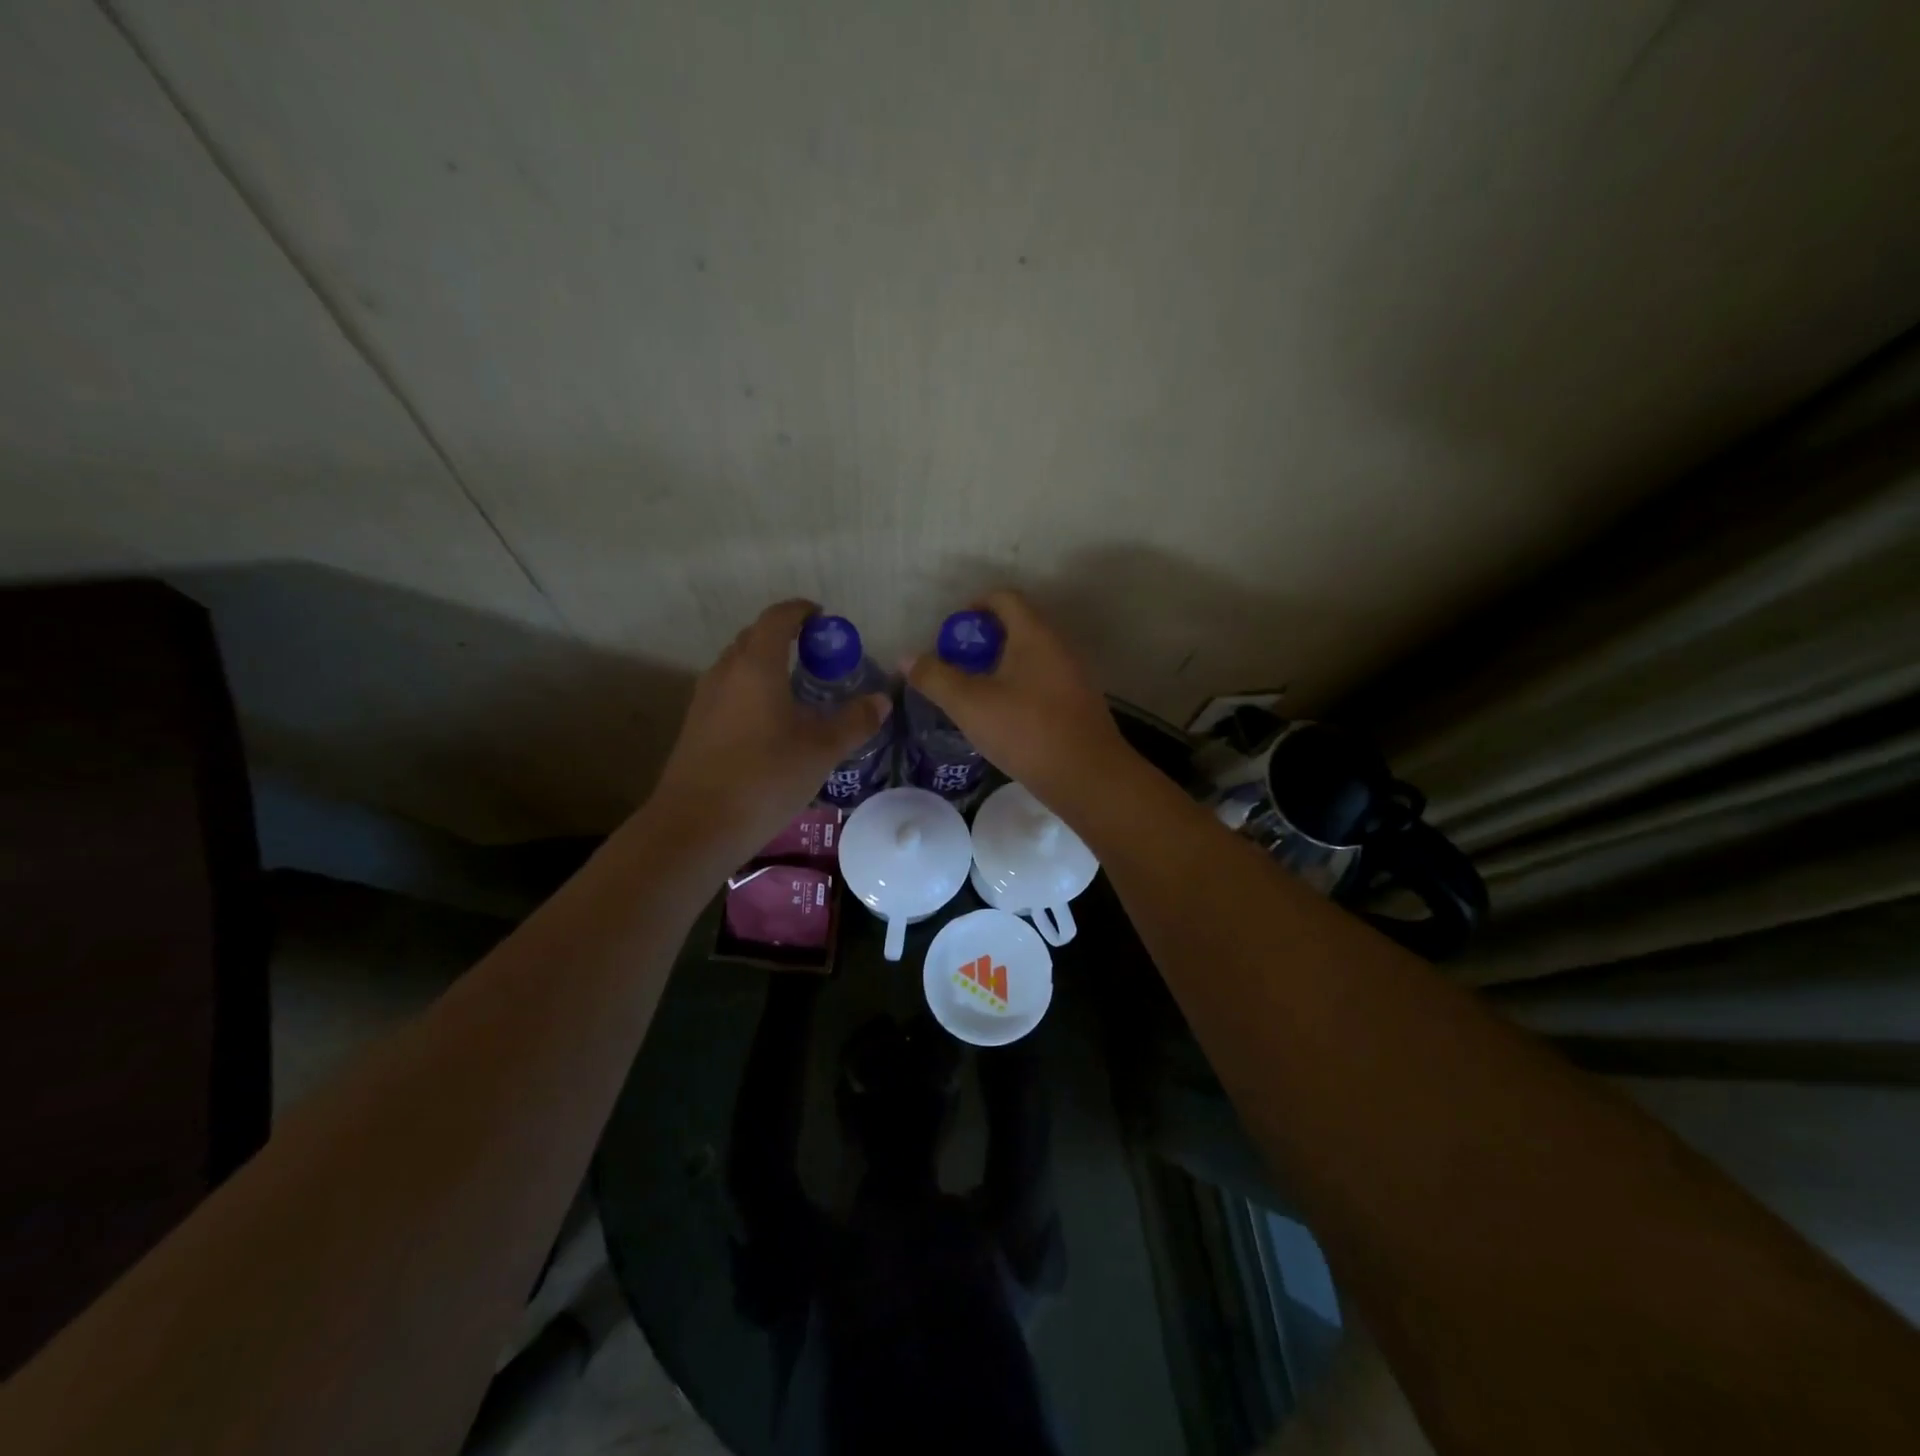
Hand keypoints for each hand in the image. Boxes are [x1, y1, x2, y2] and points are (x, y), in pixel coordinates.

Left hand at [653, 600, 889, 849]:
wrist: (696, 826)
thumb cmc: (765, 778)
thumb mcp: (820, 751)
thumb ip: (854, 722)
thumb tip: (882, 701)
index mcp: (757, 666)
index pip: (777, 618)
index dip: (800, 611)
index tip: (823, 618)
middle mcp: (726, 672)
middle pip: (753, 638)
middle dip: (784, 637)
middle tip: (815, 656)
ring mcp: (705, 699)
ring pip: (737, 665)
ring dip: (764, 664)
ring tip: (795, 689)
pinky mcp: (695, 726)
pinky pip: (727, 691)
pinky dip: (750, 690)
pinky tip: (769, 723)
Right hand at [906, 591, 1130, 810]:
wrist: (1087, 776)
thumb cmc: (1026, 731)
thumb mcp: (969, 704)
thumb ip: (935, 678)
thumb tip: (908, 658)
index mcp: (1034, 634)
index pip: (1003, 598)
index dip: (973, 607)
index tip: (951, 634)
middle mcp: (1058, 646)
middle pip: (1017, 626)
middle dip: (983, 642)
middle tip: (957, 667)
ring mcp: (1073, 675)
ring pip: (1030, 657)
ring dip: (1000, 667)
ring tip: (975, 695)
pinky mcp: (1078, 703)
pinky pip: (1042, 681)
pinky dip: (1019, 687)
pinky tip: (1003, 718)